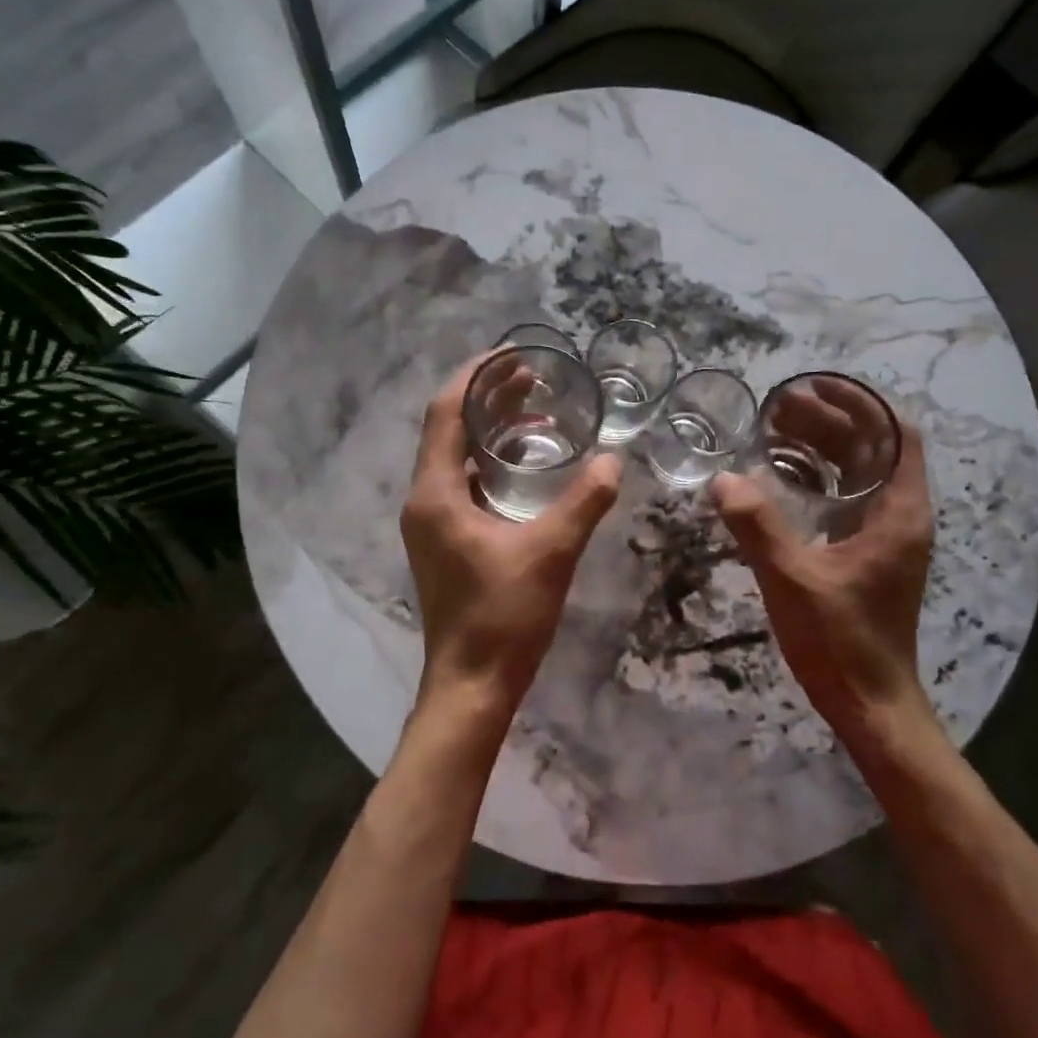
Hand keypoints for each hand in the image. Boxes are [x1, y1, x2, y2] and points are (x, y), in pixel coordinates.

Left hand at [400, 356, 621, 730]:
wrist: (471, 684)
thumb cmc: (504, 616)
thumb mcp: (551, 552)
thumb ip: (584, 502)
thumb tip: (613, 460)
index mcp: (436, 493)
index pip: (446, 412)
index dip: (476, 376)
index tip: (511, 354)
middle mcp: (424, 500)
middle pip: (450, 430)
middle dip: (488, 398)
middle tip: (533, 377)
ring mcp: (432, 522)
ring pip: (456, 457)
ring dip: (490, 430)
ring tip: (535, 410)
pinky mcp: (444, 540)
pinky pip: (464, 483)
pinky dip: (492, 463)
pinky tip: (527, 465)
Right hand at [711, 407, 936, 746]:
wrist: (870, 702)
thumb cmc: (841, 640)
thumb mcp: (794, 579)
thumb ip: (758, 526)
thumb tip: (723, 479)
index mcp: (898, 512)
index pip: (897, 434)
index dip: (861, 403)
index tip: (816, 385)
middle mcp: (900, 516)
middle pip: (873, 449)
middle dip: (830, 421)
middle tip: (778, 407)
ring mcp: (886, 536)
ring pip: (859, 473)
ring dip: (823, 448)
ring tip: (775, 431)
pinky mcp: (868, 554)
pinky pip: (847, 498)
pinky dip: (819, 478)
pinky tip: (781, 477)